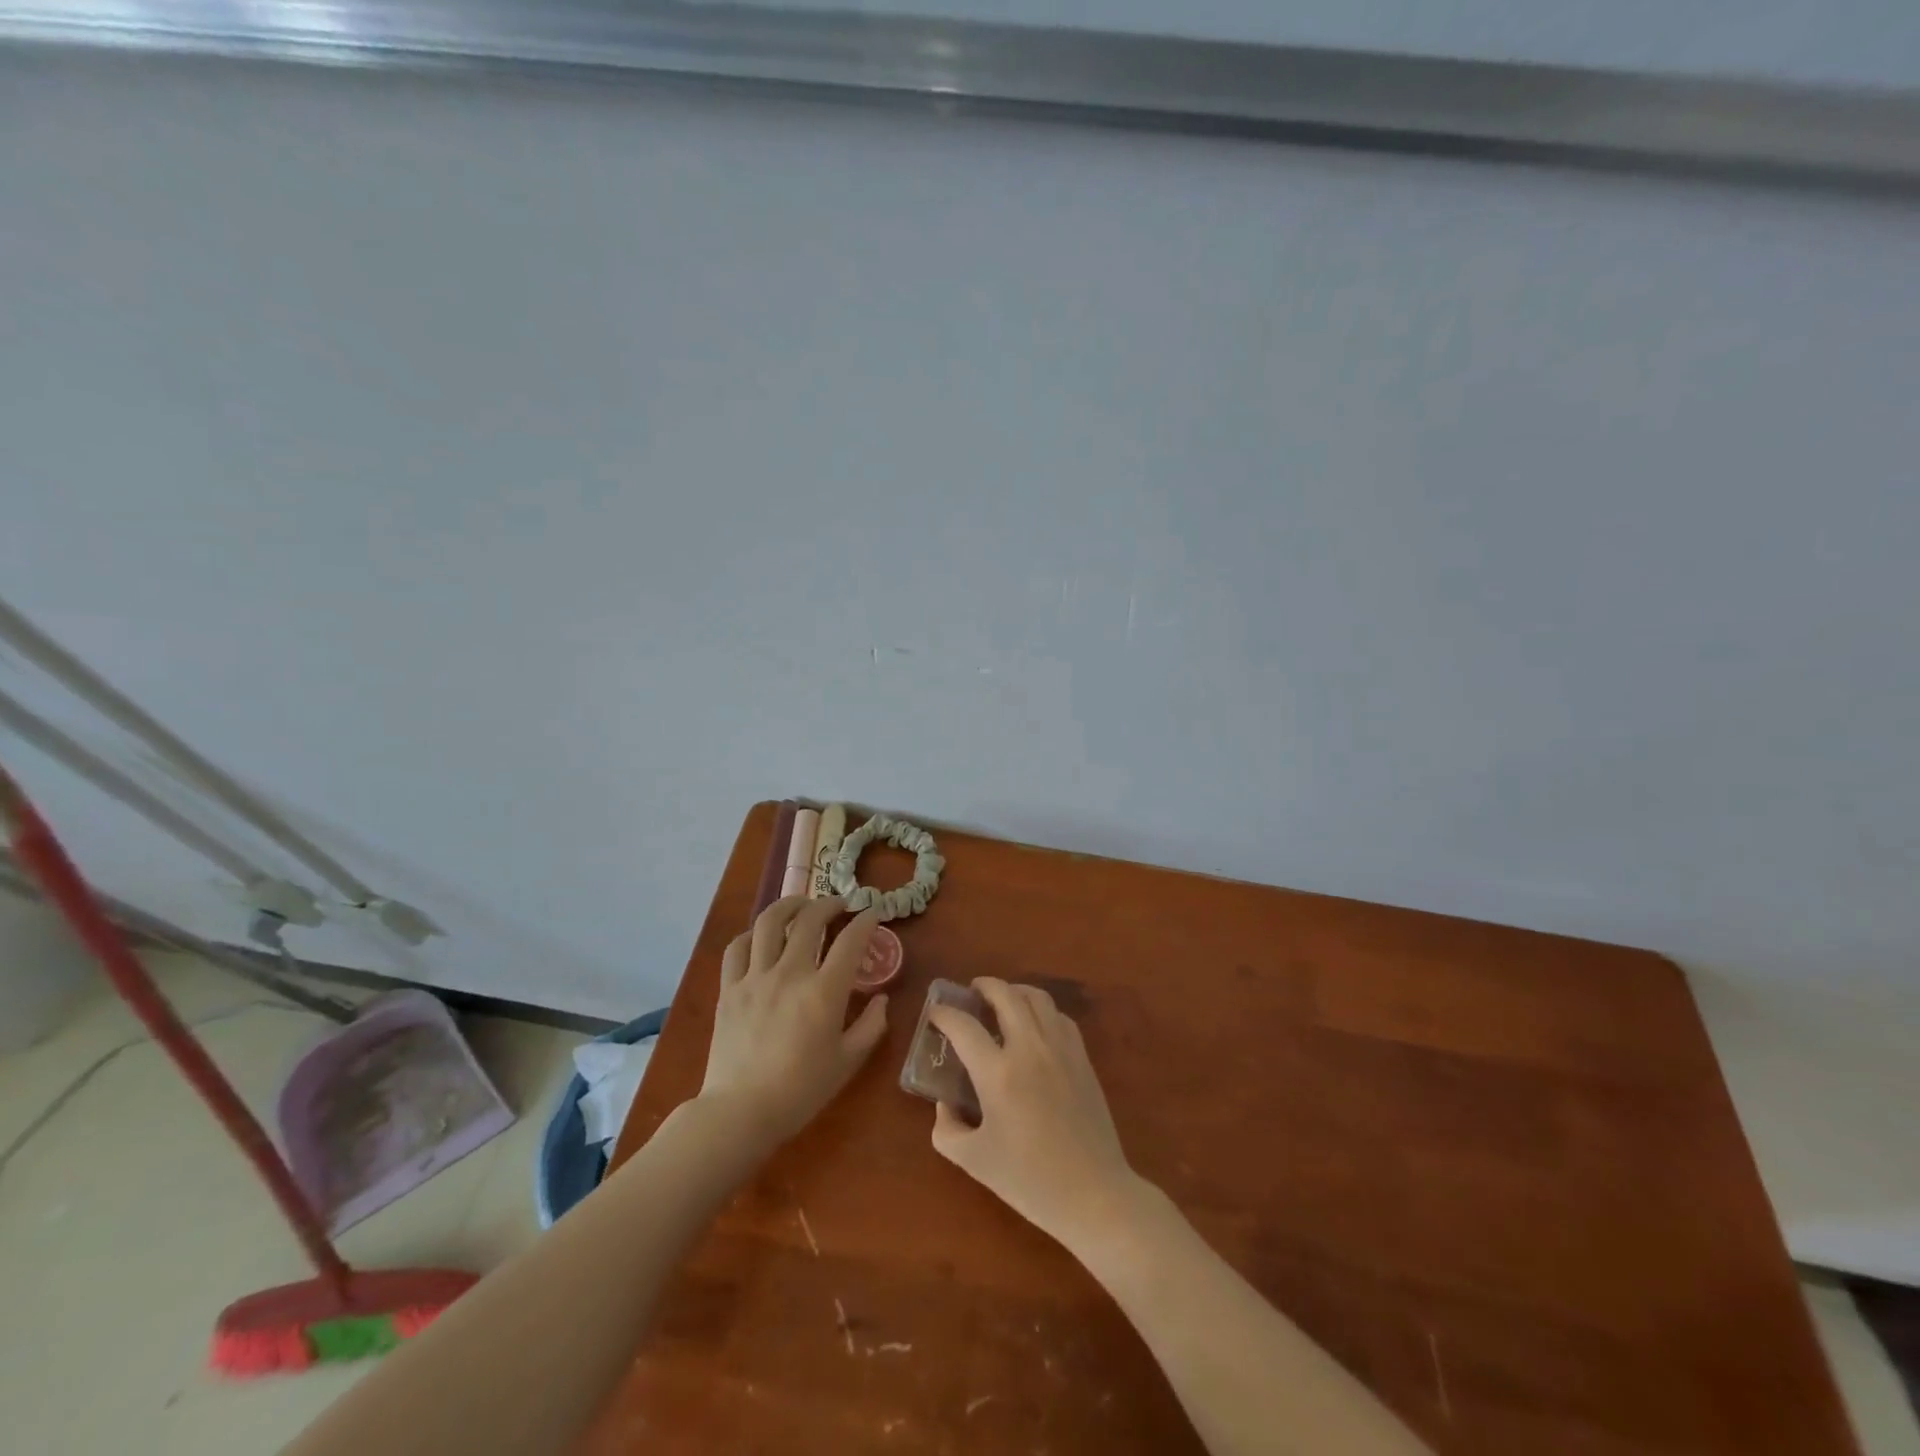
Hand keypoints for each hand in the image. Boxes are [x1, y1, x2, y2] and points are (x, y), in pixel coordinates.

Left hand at [700, 896, 890, 1144]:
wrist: (741, 1112)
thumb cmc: (801, 1091)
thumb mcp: (848, 1062)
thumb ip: (871, 1026)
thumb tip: (881, 1000)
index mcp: (824, 992)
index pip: (851, 940)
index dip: (866, 921)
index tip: (872, 914)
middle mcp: (790, 973)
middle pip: (810, 919)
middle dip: (829, 904)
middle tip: (840, 905)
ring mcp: (755, 977)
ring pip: (769, 922)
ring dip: (790, 905)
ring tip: (801, 904)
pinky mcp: (730, 988)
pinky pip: (738, 947)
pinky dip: (752, 934)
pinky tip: (761, 936)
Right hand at [927, 977, 1138, 1250]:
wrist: (1093, 1194)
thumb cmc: (1029, 1181)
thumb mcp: (974, 1161)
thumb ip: (947, 1128)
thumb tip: (944, 1103)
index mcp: (998, 1074)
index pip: (964, 1027)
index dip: (944, 1015)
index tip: (935, 1014)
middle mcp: (1029, 1049)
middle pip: (1005, 995)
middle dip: (984, 986)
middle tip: (971, 993)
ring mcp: (1060, 1049)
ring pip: (1037, 997)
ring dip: (1014, 991)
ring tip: (1002, 1001)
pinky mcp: (1082, 1057)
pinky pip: (1059, 1017)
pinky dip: (1041, 1010)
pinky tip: (1034, 1025)